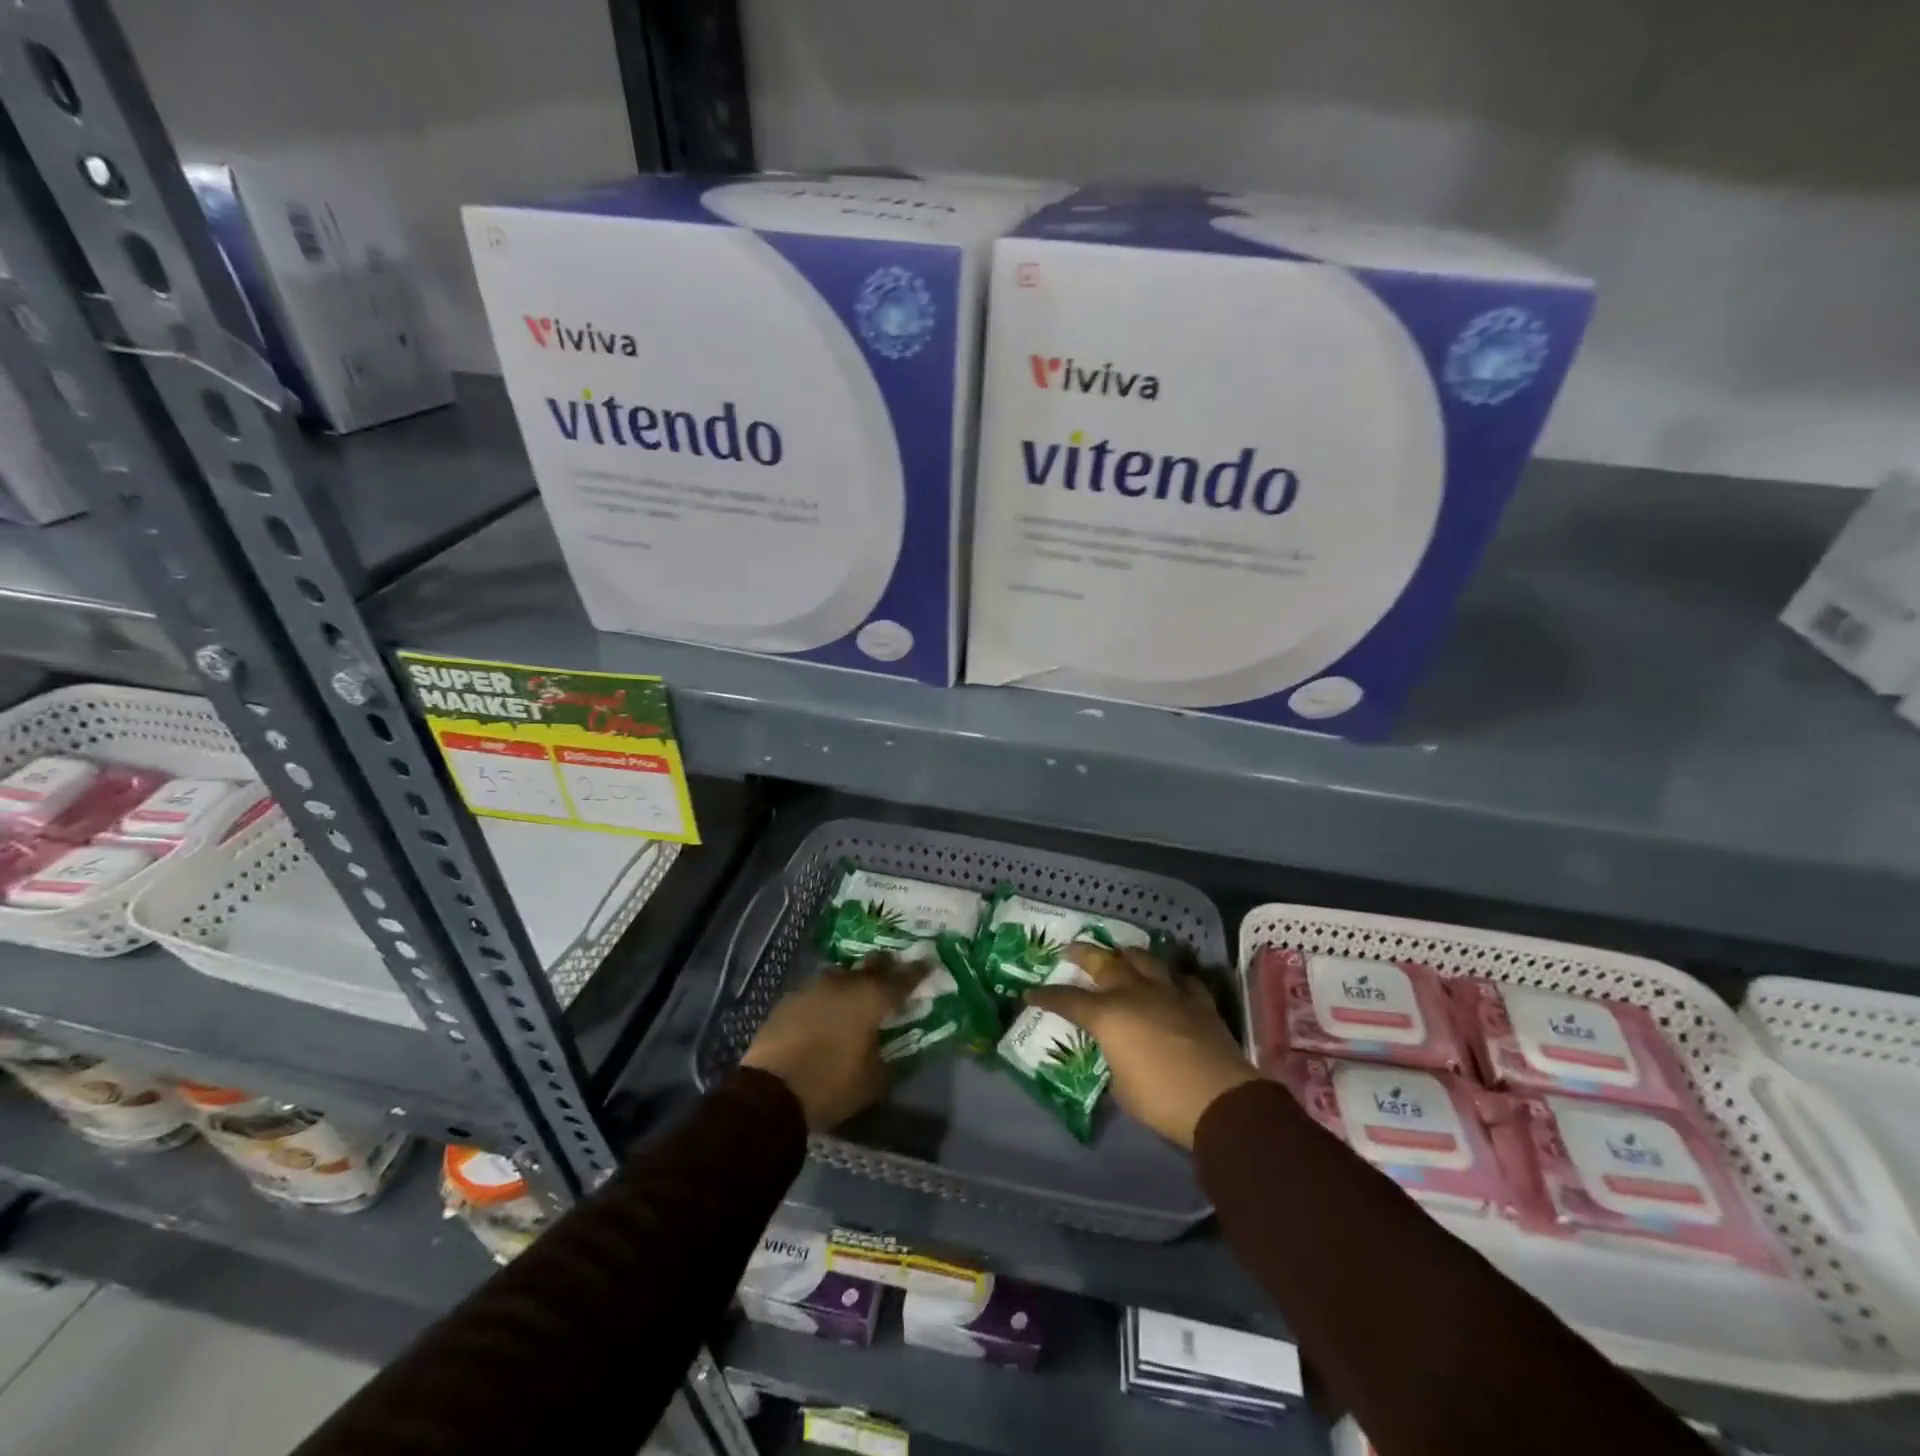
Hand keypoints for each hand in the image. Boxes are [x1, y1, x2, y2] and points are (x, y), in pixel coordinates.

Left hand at [741, 957, 916, 1130]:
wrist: (770, 1091)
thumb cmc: (831, 1084)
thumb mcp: (874, 1081)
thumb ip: (892, 1060)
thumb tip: (899, 1051)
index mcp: (872, 998)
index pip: (903, 978)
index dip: (918, 971)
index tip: (929, 963)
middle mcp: (846, 983)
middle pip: (872, 965)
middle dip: (886, 967)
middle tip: (894, 972)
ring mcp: (815, 987)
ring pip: (842, 974)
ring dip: (854, 980)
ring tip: (859, 992)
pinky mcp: (790, 998)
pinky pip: (818, 990)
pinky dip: (829, 996)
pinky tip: (828, 1010)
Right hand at [1026, 944, 1256, 1147]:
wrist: (1219, 1099)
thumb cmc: (1160, 1099)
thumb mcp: (1121, 1087)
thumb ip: (1113, 1060)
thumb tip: (1117, 1054)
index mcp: (1108, 1015)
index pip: (1068, 999)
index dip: (1046, 996)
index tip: (1030, 993)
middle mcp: (1134, 993)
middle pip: (1103, 962)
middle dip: (1082, 953)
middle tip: (1070, 950)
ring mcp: (1169, 992)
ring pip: (1143, 959)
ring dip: (1127, 955)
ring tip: (1120, 955)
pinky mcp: (1199, 1001)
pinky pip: (1182, 979)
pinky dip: (1172, 978)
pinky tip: (1170, 982)